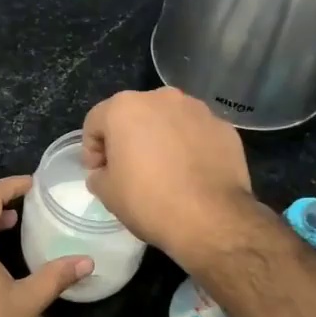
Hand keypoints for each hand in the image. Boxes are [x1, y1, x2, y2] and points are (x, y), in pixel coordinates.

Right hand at [82, 88, 253, 262]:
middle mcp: (161, 98)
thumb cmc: (149, 201)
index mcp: (125, 108)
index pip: (96, 122)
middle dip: (127, 138)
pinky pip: (196, 133)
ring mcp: (197, 110)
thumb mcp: (107, 193)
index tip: (98, 173)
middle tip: (129, 170)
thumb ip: (99, 175)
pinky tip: (190, 173)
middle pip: (134, 115)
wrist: (211, 218)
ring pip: (168, 120)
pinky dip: (189, 146)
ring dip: (160, 138)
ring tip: (164, 170)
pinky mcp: (223, 128)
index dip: (92, 149)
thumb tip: (105, 173)